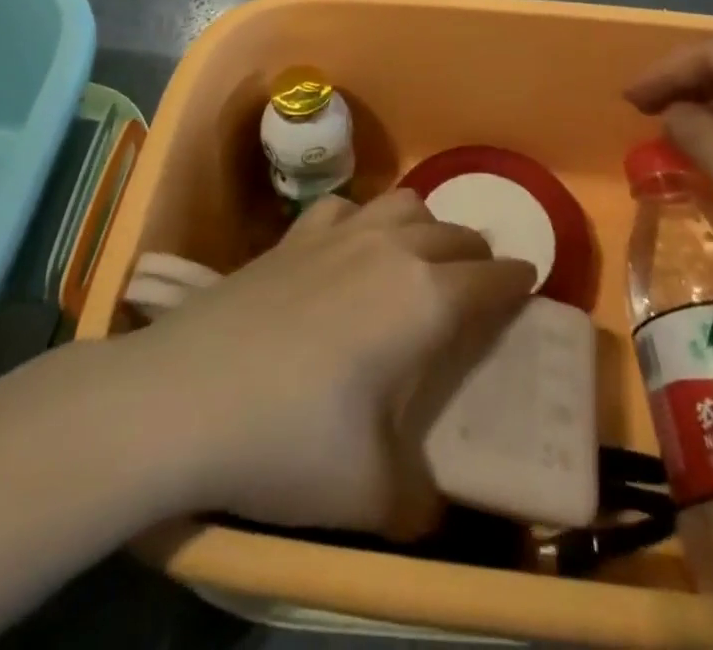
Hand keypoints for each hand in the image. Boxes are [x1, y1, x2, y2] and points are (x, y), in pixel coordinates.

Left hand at [122, 190, 535, 538]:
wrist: (182, 397)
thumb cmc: (290, 442)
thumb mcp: (371, 492)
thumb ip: (421, 500)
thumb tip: (436, 509)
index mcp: (426, 299)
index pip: (493, 278)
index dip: (519, 281)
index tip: (529, 285)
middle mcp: (392, 250)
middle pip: (455, 234)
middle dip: (477, 256)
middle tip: (477, 287)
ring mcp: (339, 234)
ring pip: (406, 204)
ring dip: (427, 225)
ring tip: (420, 259)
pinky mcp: (293, 234)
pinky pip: (347, 207)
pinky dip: (364, 219)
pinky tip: (350, 247)